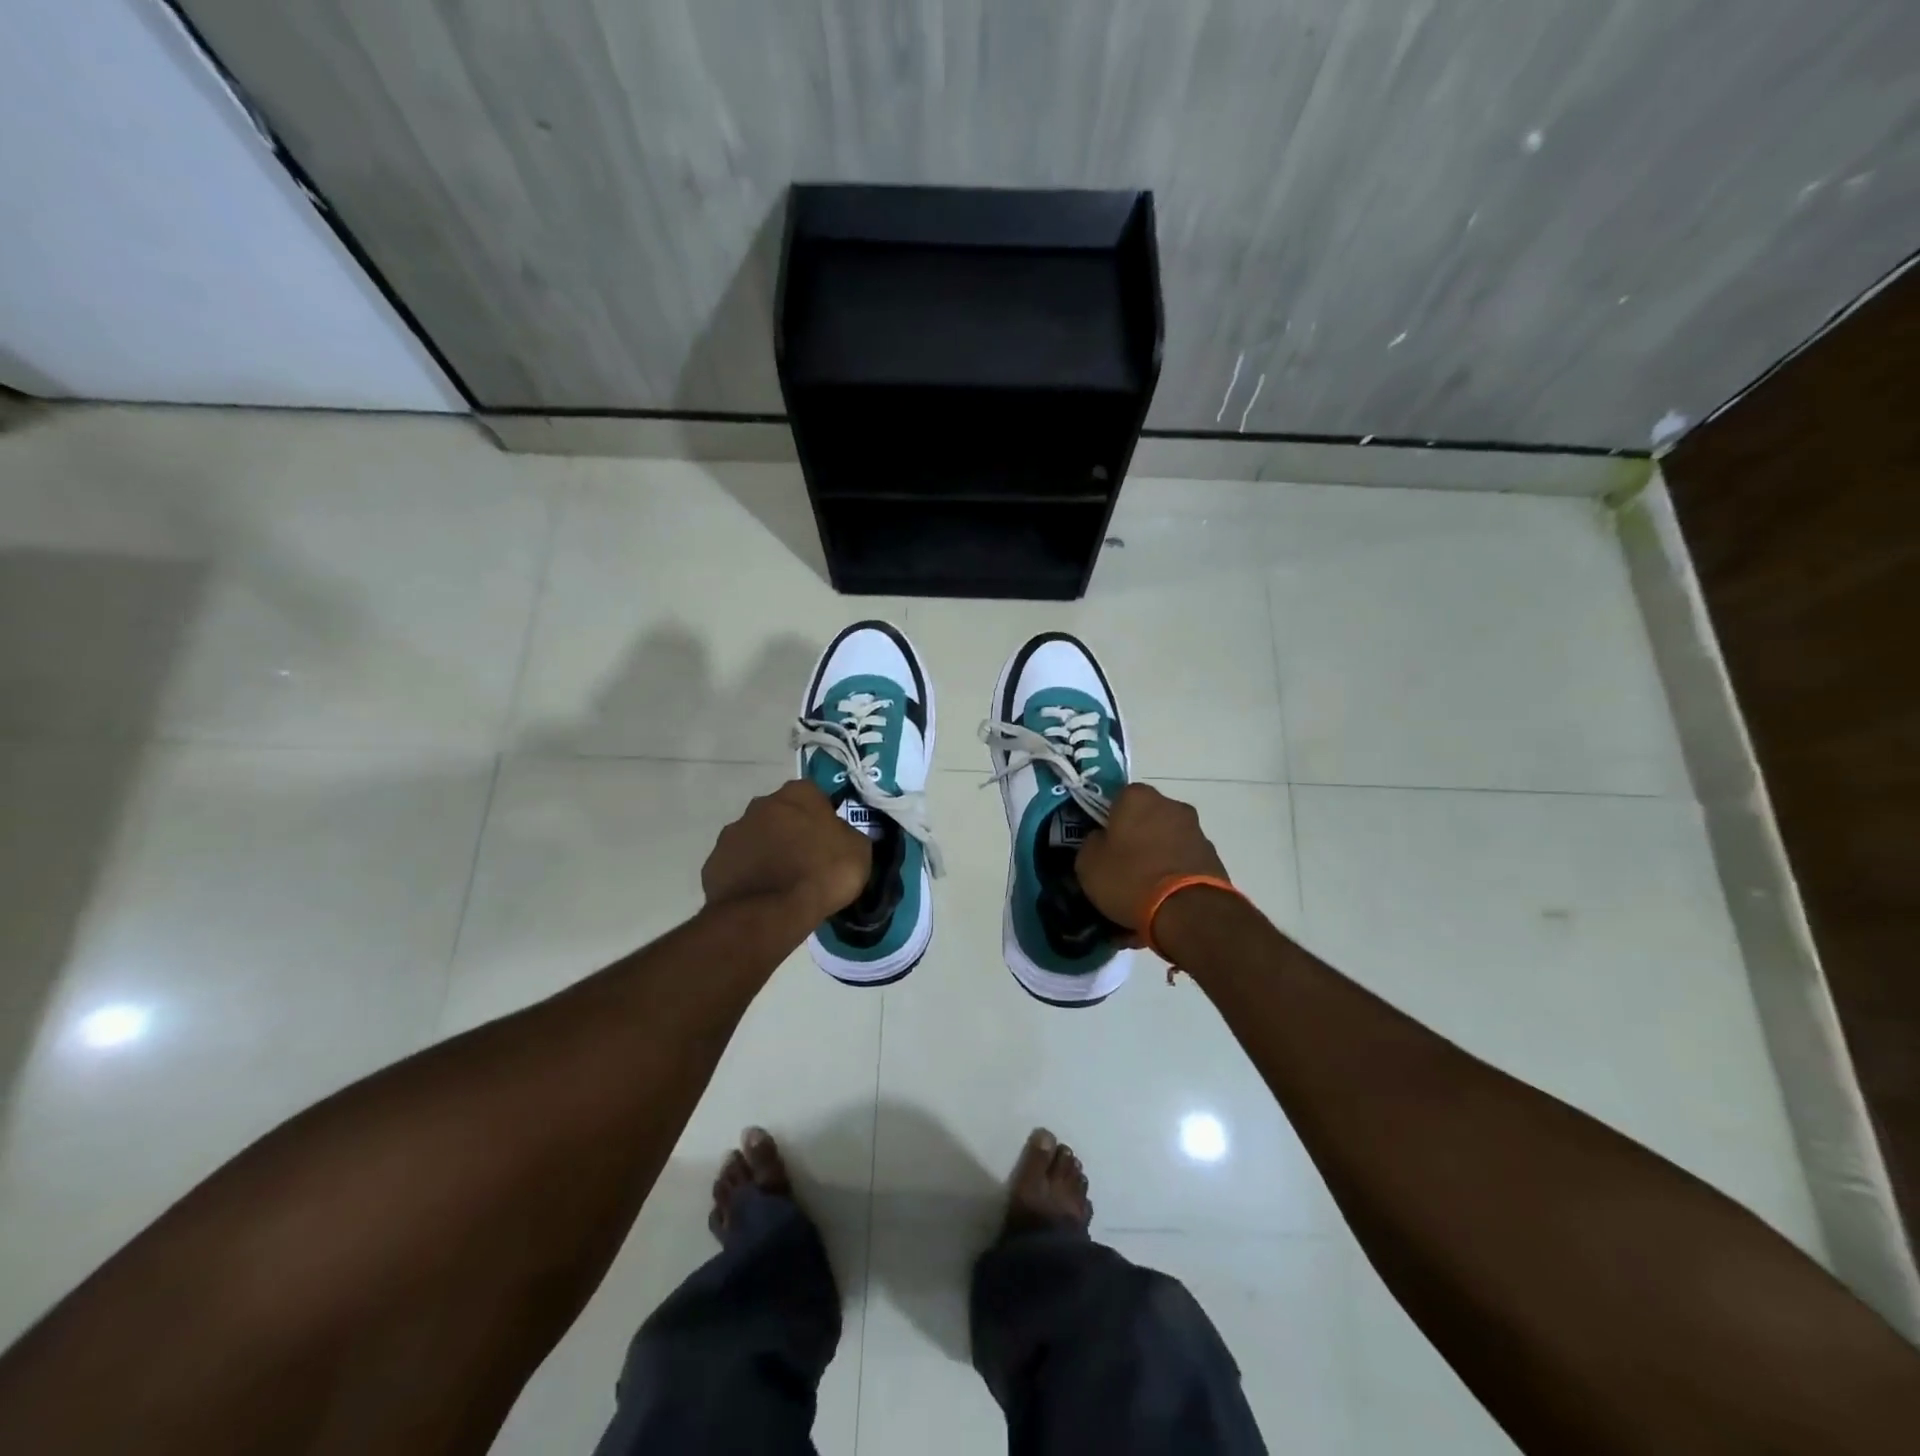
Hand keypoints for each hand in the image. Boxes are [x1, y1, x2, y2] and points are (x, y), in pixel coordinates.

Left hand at [702, 781, 870, 926]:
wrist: (769, 912)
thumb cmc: (821, 873)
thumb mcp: (858, 851)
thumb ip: (847, 834)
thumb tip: (840, 835)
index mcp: (798, 794)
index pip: (814, 795)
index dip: (822, 817)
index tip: (829, 839)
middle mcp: (761, 803)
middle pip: (781, 813)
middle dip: (791, 831)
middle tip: (805, 860)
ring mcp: (733, 832)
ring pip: (756, 838)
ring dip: (767, 852)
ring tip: (781, 883)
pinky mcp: (714, 862)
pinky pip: (738, 864)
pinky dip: (748, 874)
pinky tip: (761, 895)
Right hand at [1076, 784, 1229, 930]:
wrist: (1188, 911)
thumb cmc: (1130, 878)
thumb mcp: (1088, 864)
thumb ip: (1092, 843)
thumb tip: (1102, 840)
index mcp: (1137, 797)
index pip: (1117, 799)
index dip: (1108, 821)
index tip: (1103, 844)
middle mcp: (1171, 804)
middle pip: (1146, 817)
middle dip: (1136, 835)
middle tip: (1123, 864)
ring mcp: (1196, 830)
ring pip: (1167, 838)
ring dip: (1157, 853)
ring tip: (1145, 887)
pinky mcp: (1213, 856)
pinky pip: (1184, 859)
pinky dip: (1175, 871)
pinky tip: (1165, 896)